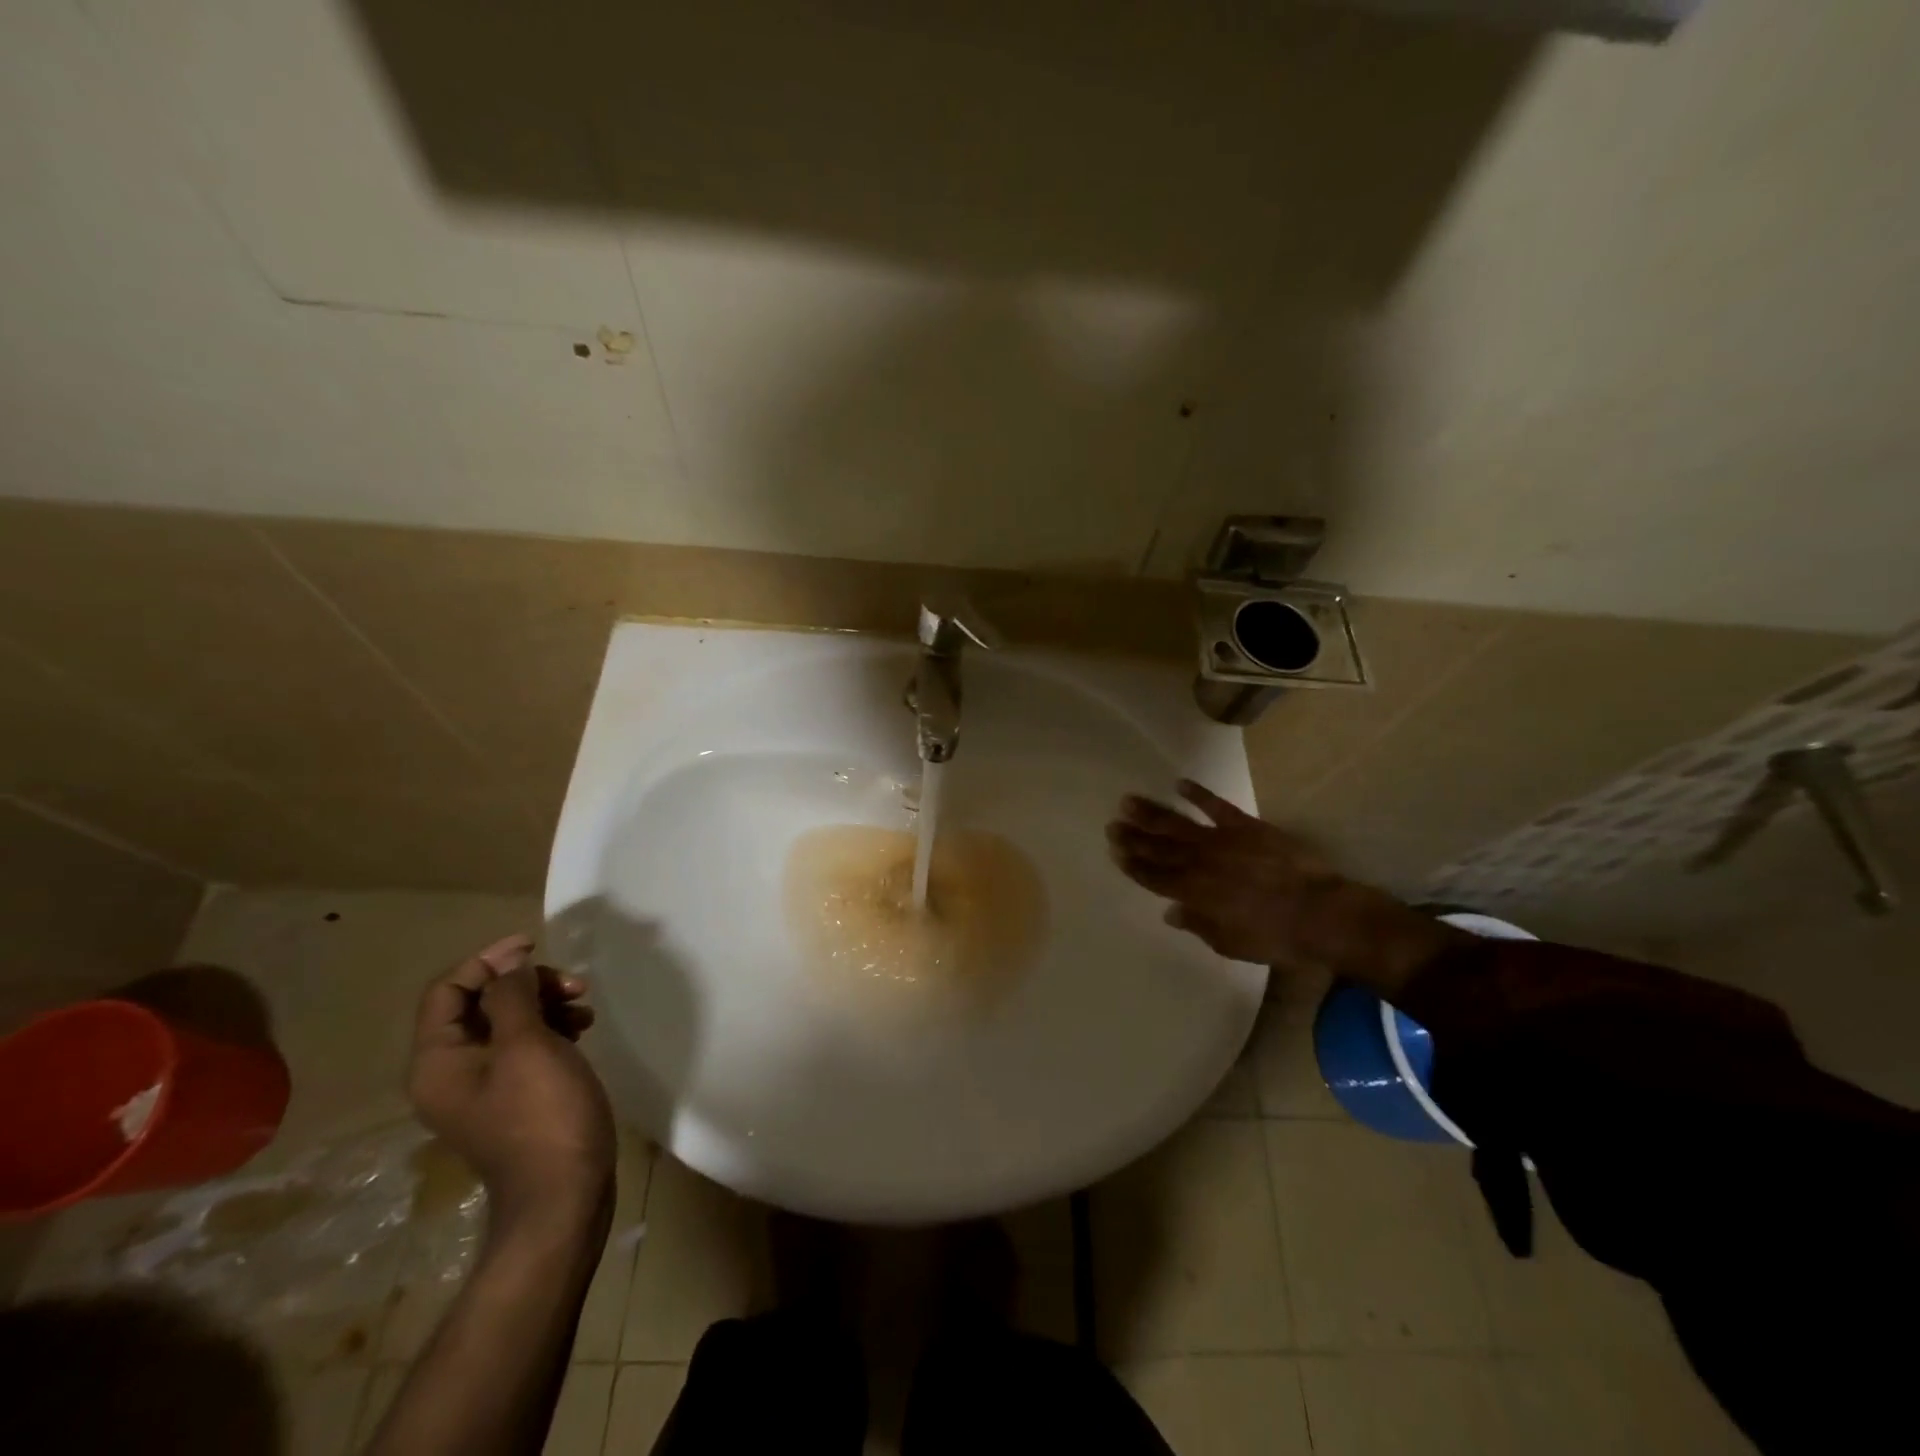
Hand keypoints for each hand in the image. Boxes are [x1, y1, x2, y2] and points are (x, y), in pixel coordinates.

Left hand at [408, 935, 615, 1232]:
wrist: (563, 1193)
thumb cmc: (543, 1113)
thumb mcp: (528, 1045)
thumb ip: (513, 997)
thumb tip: (509, 963)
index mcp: (438, 1062)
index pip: (448, 991)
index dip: (488, 961)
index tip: (534, 946)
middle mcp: (451, 1072)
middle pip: (480, 1004)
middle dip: (527, 984)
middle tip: (573, 984)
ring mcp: (484, 1088)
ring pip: (508, 1023)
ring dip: (546, 1003)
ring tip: (585, 1006)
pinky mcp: (515, 1097)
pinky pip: (525, 1046)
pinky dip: (552, 1028)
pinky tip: (583, 1029)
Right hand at [1107, 781, 1465, 995]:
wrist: (1320, 913)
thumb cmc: (1275, 937)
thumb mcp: (1232, 944)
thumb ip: (1199, 926)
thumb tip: (1172, 912)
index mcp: (1195, 894)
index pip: (1155, 877)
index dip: (1134, 865)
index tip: (1115, 853)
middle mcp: (1201, 863)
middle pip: (1160, 848)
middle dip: (1134, 837)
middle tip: (1112, 824)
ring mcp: (1222, 841)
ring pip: (1179, 824)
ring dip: (1153, 813)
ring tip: (1129, 801)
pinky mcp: (1246, 827)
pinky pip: (1217, 806)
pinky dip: (1198, 794)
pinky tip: (1179, 784)